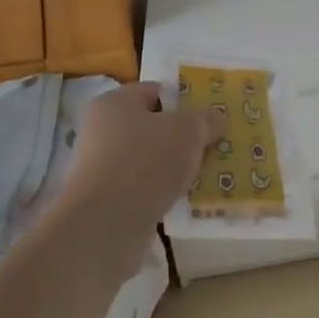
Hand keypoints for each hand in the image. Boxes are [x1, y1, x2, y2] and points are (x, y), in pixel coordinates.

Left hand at [57, 83, 222, 281]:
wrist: (106, 225)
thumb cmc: (146, 162)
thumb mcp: (189, 130)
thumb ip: (207, 119)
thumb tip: (215, 119)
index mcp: (114, 103)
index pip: (155, 92)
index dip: (185, 100)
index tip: (210, 116)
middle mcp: (102, 131)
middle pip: (154, 127)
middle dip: (184, 137)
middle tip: (214, 145)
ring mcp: (102, 168)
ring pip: (151, 160)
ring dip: (176, 167)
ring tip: (207, 175)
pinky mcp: (107, 201)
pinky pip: (145, 188)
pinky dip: (164, 192)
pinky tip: (188, 200)